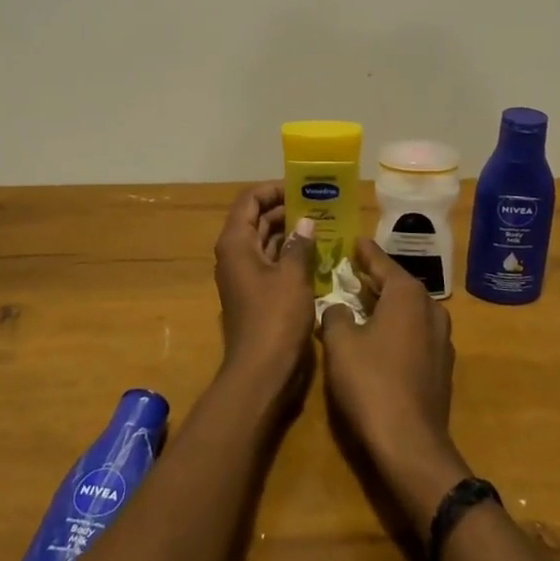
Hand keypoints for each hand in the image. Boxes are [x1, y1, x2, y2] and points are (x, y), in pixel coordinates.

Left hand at [211, 182, 317, 397]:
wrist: (262, 372)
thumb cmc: (275, 318)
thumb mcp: (292, 276)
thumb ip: (299, 244)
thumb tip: (305, 222)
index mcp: (236, 243)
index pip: (249, 200)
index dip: (273, 190)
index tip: (302, 188)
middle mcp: (235, 255)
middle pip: (257, 220)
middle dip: (286, 210)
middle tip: (320, 205)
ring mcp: (245, 276)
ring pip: (267, 242)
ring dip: (291, 233)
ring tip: (324, 225)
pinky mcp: (256, 294)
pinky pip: (272, 263)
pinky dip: (291, 255)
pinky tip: (318, 254)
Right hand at [318, 239, 470, 528]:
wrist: (410, 444)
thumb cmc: (371, 383)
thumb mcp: (340, 343)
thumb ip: (336, 316)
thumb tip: (338, 307)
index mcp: (407, 295)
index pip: (382, 263)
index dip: (366, 252)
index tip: (355, 240)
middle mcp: (430, 309)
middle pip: (400, 285)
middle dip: (377, 277)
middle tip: (354, 269)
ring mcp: (441, 340)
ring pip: (410, 310)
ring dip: (389, 304)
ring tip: (365, 300)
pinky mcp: (442, 367)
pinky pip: (416, 333)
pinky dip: (398, 327)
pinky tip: (380, 336)